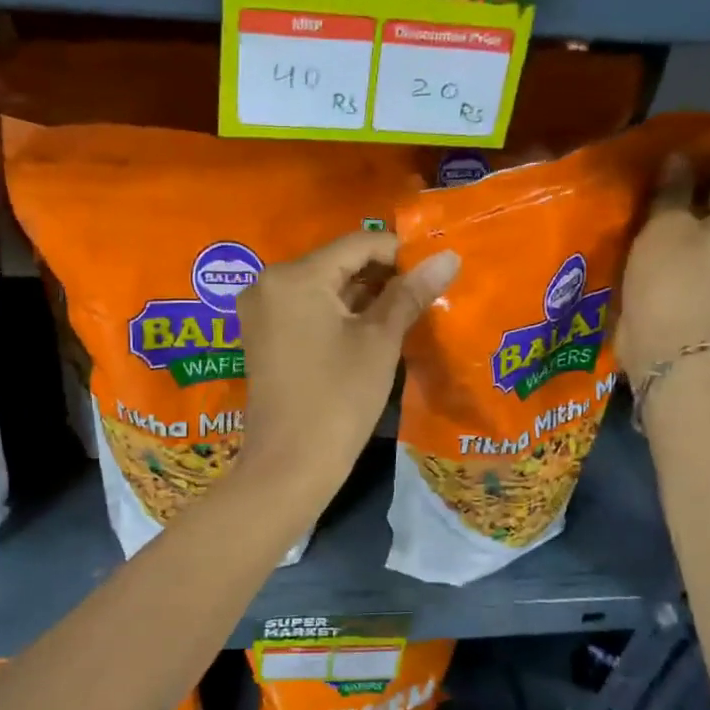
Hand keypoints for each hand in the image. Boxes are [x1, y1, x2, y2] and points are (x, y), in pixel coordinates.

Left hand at [236, 231, 459, 502]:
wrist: (290, 466)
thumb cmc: (339, 400)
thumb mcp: (379, 342)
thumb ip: (410, 294)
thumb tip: (448, 256)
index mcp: (295, 276)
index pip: (357, 243)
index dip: (400, 253)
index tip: (434, 272)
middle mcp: (269, 283)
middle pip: (337, 263)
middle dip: (382, 276)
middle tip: (423, 296)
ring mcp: (261, 311)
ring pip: (322, 287)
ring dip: (362, 296)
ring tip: (404, 315)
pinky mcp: (262, 336)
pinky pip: (306, 309)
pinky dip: (338, 314)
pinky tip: (369, 332)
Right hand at [615, 150, 709, 378]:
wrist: (666, 340)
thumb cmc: (671, 274)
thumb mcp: (666, 223)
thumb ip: (673, 188)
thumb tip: (679, 158)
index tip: (677, 150)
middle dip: (691, 184)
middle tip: (653, 174)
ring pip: (701, 225)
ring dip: (676, 214)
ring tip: (642, 203)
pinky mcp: (698, 283)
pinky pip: (686, 250)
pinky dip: (668, 240)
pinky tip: (640, 235)